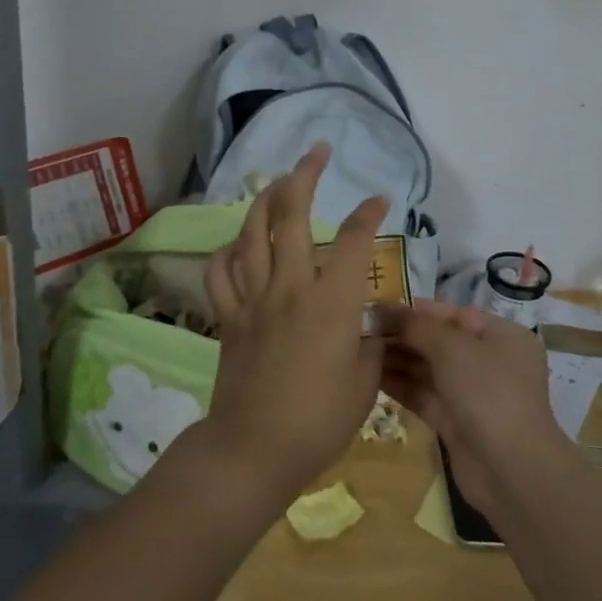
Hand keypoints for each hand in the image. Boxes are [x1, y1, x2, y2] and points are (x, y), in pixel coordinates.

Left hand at [201, 144, 388, 506]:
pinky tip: (240, 244)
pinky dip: (229, 250)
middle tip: (317, 151)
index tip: (379, 199)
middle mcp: (289, 286)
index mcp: (330, 301)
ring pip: (252, 232)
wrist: (254, 449)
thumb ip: (368, 343)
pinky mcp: (228, 316)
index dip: (368, 214)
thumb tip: (364, 324)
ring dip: (265, 199)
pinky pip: (221, 271)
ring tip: (278, 181)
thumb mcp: (364, 382)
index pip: (352, 241)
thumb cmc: (319, 421)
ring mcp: (253, 298)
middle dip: (306, 175)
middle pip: (292, 215)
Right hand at [379, 299, 570, 515]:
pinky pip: (424, 396)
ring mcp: (473, 395)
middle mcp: (489, 362)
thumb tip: (384, 310)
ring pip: (428, 370)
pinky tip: (369, 377)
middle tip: (361, 329)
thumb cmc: (488, 392)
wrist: (510, 470)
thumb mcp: (453, 348)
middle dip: (402, 335)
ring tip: (358, 351)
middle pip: (439, 341)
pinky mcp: (456, 423)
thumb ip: (417, 326)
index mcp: (501, 336)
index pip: (453, 314)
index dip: (416, 310)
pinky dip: (400, 386)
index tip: (377, 307)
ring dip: (397, 360)